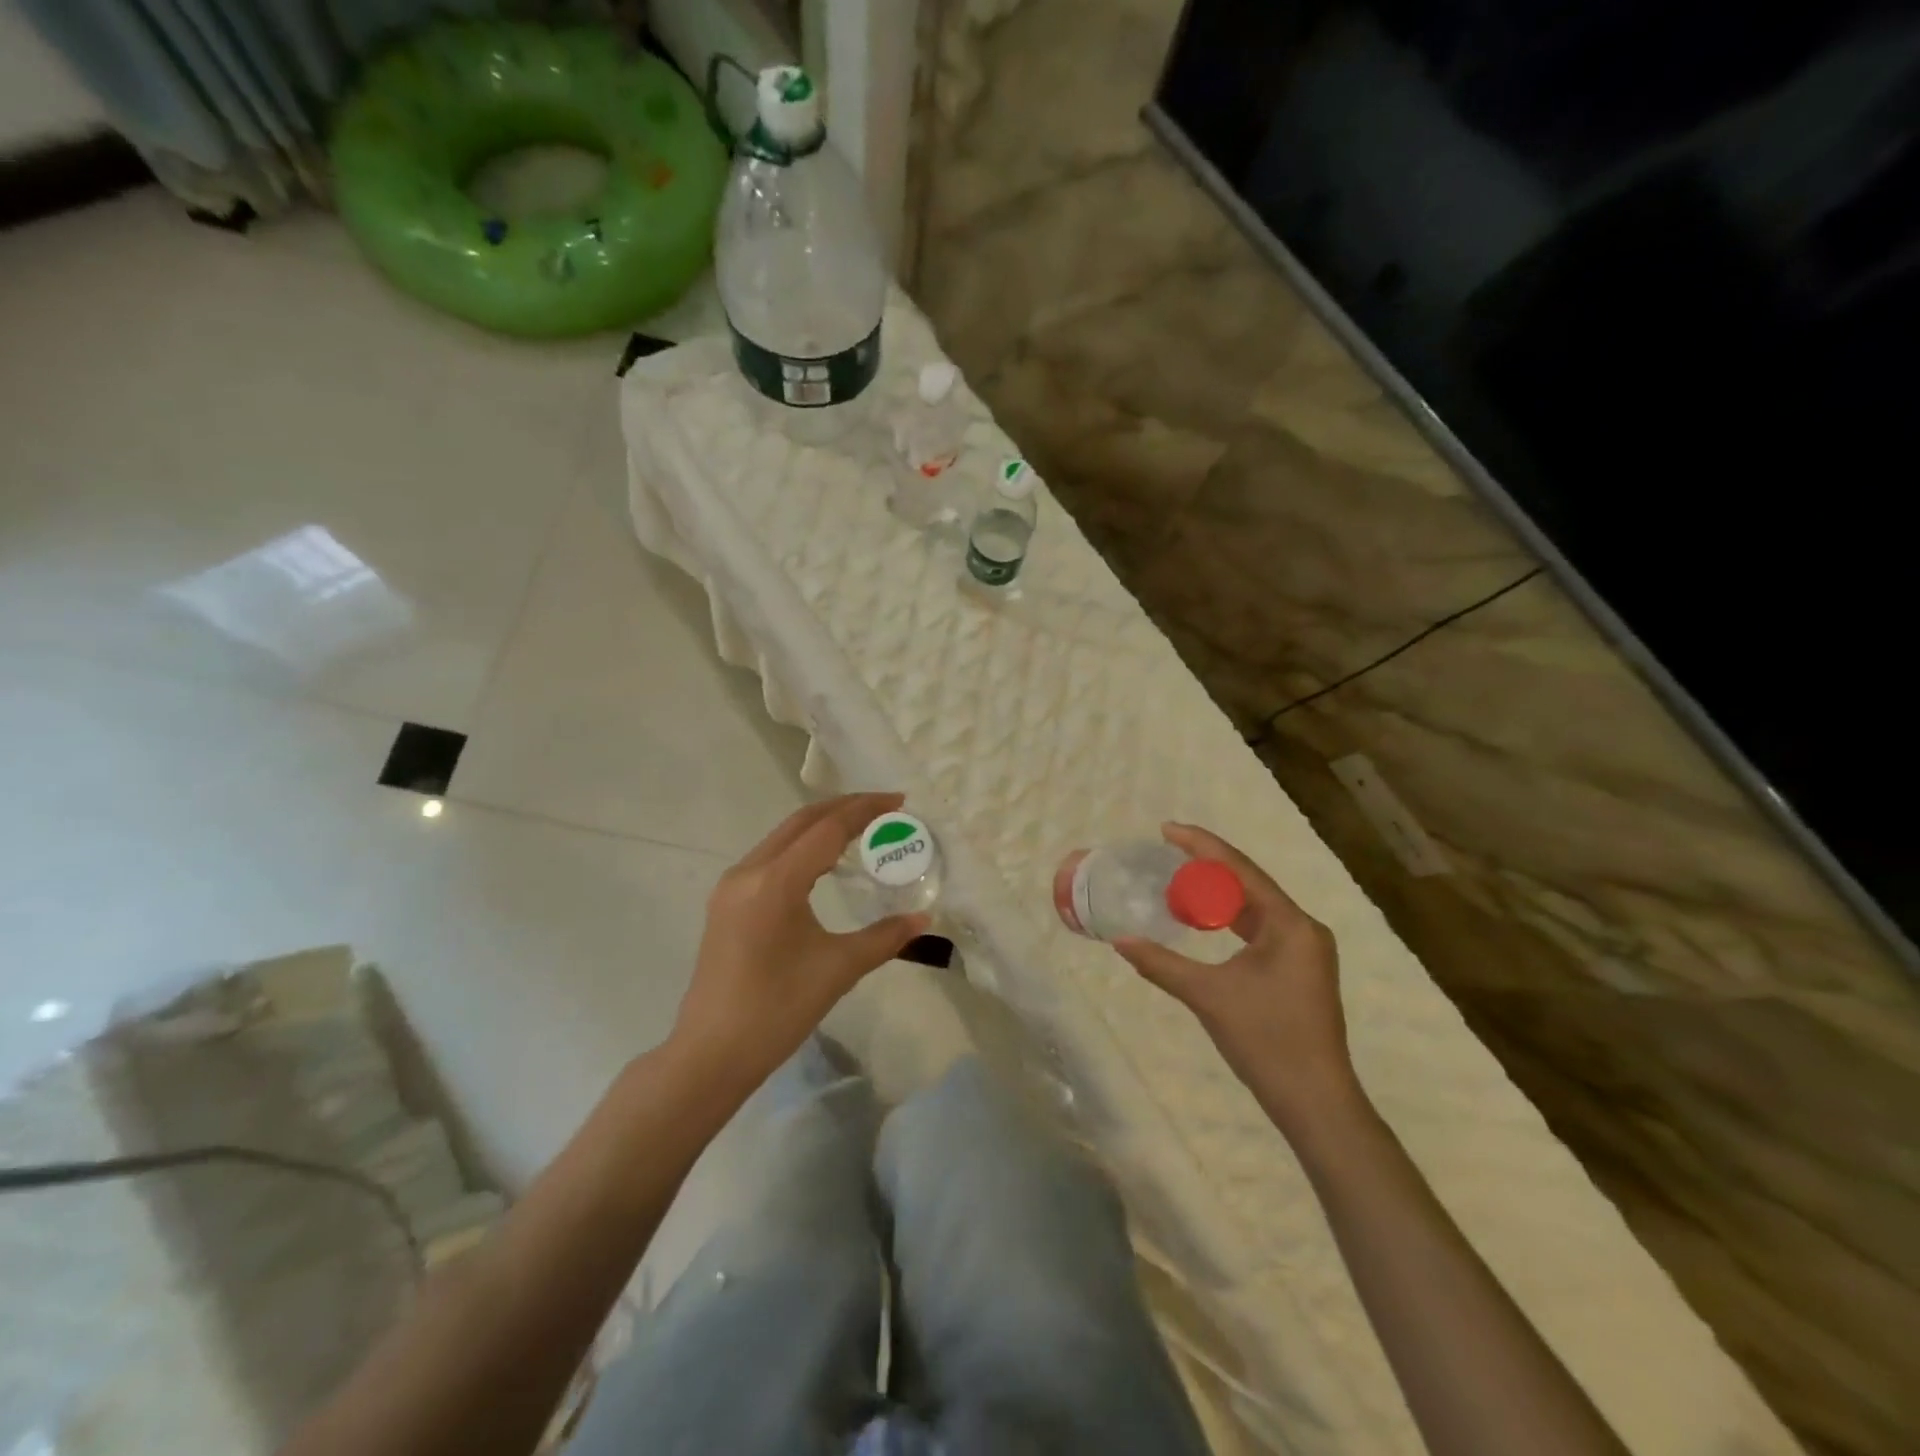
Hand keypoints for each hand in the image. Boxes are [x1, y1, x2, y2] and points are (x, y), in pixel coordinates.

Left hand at [669, 792, 928, 1091]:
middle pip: (802, 822)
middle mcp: (748, 871)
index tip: (899, 801)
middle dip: (844, 808)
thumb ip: (885, 937)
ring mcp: (732, 886)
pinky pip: (770, 857)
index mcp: (775, 881)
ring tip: (861, 829)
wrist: (711, 1054)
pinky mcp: (726, 903)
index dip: (865, 810)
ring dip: (821, 826)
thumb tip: (924, 919)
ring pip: (783, 837)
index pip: (827, 828)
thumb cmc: (777, 1010)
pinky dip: (802, 848)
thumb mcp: (838, 969)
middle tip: (884, 808)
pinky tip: (824, 863)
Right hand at [1114, 823, 1359, 1138]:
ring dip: (1217, 893)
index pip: (1241, 870)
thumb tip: (1121, 941)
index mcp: (1290, 924)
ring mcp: (1304, 951)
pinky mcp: (1298, 970)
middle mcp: (1303, 929)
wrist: (1315, 1102)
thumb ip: (1162, 964)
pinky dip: (1228, 920)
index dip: (1202, 845)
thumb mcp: (1208, 996)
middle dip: (1207, 865)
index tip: (1167, 829)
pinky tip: (1203, 920)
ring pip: (1253, 907)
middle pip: (1248, 883)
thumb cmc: (1267, 1040)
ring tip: (1178, 878)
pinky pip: (1258, 929)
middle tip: (1166, 851)